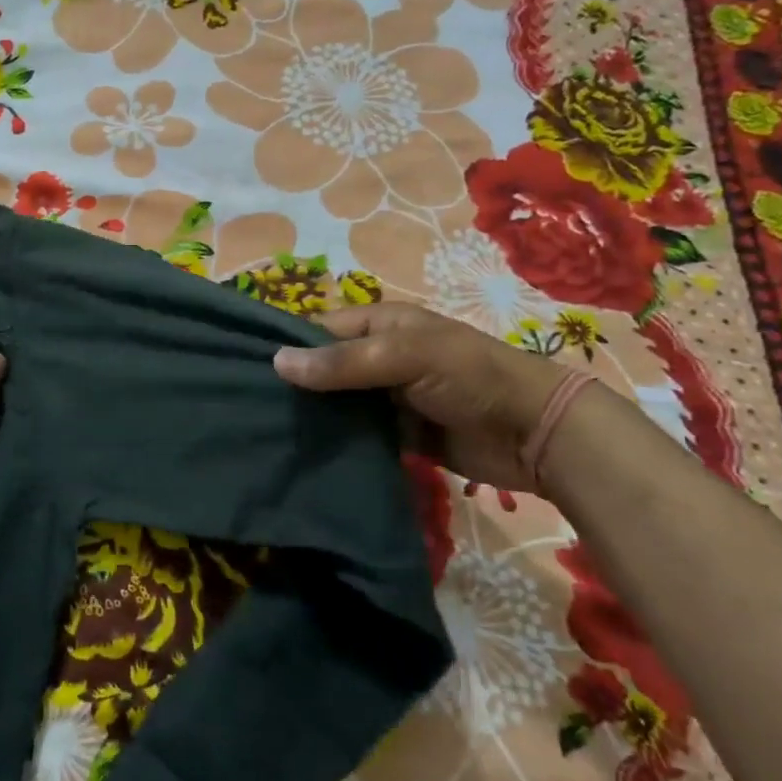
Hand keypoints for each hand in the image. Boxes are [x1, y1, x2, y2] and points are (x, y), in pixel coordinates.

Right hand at [273, 302, 566, 492]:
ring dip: (312, 418)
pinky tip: (303, 456)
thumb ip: (344, 362)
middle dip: (294, 387)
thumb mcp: (406, 356)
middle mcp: (379, 357)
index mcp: (381, 324)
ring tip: (265, 435)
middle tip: (248, 410)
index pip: (319, 330)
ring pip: (337, 405)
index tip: (245, 372)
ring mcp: (388, 398)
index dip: (286, 347)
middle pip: (325, 369)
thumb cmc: (471, 377)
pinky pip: (357, 435)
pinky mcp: (399, 435)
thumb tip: (276, 362)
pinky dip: (336, 443)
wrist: (536, 433)